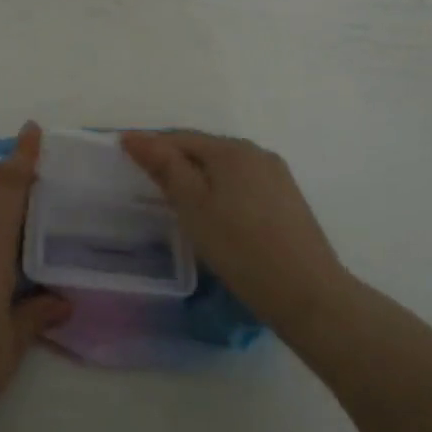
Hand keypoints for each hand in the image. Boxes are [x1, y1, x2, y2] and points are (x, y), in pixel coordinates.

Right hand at [119, 131, 350, 329]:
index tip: (124, 158)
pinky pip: (243, 184)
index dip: (150, 146)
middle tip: (147, 183)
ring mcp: (277, 176)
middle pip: (204, 149)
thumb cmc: (240, 248)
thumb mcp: (192, 206)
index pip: (180, 138)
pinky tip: (215, 214)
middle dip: (174, 160)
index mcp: (231, 150)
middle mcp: (256, 153)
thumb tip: (135, 136)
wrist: (308, 294)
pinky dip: (221, 190)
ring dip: (199, 176)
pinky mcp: (288, 200)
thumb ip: (164, 167)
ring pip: (225, 168)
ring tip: (178, 201)